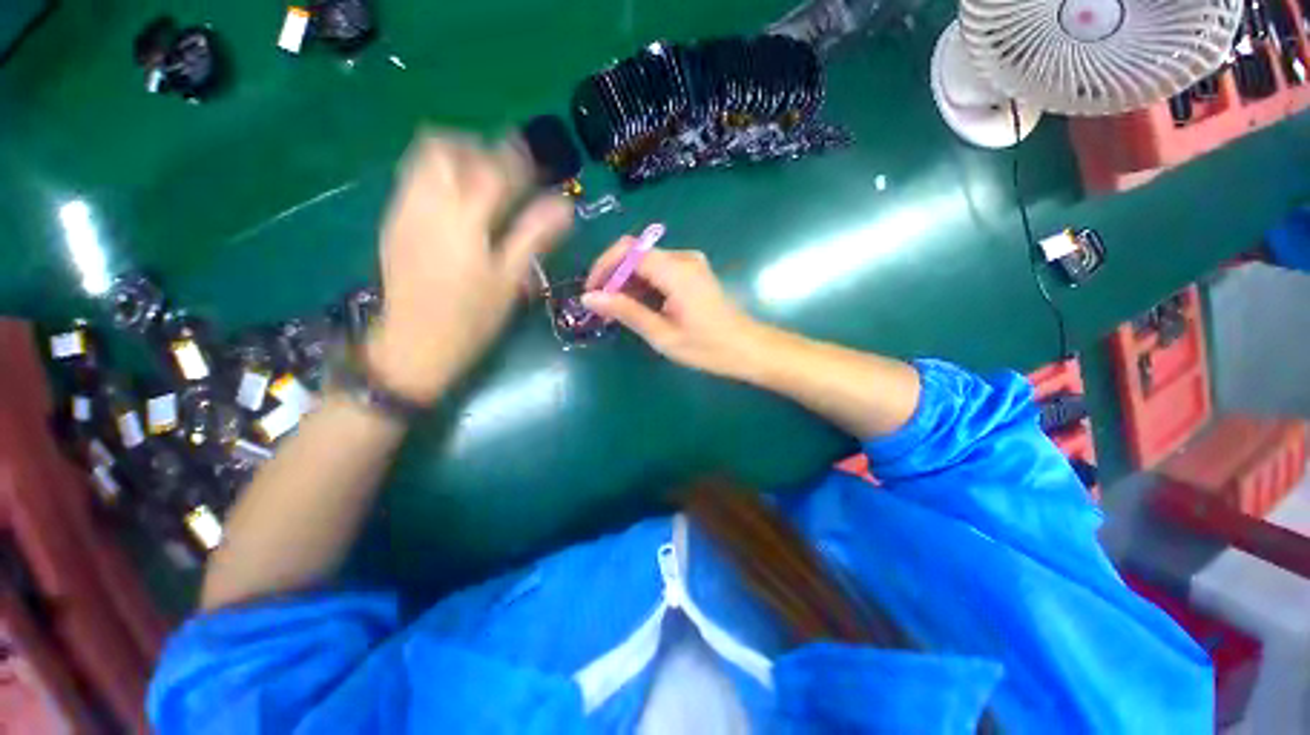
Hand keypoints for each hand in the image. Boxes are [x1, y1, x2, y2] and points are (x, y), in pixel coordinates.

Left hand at [367, 133, 572, 403]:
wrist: (415, 344)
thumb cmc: (471, 318)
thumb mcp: (510, 281)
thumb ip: (534, 237)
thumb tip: (565, 207)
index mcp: (463, 220)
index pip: (492, 169)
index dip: (517, 160)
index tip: (536, 165)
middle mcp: (427, 204)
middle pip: (444, 148)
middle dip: (476, 148)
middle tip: (503, 170)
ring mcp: (403, 211)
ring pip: (422, 160)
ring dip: (454, 158)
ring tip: (480, 183)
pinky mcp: (392, 223)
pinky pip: (412, 180)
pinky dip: (436, 177)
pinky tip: (456, 205)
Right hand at [581, 239, 765, 377]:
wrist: (748, 348)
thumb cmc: (707, 347)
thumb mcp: (662, 334)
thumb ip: (626, 312)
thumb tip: (589, 298)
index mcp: (675, 270)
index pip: (627, 251)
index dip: (603, 267)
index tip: (591, 293)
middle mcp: (683, 258)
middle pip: (636, 254)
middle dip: (614, 277)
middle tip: (602, 308)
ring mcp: (691, 263)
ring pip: (646, 262)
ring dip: (628, 283)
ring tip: (617, 312)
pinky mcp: (694, 272)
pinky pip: (660, 270)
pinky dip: (644, 285)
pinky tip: (639, 307)